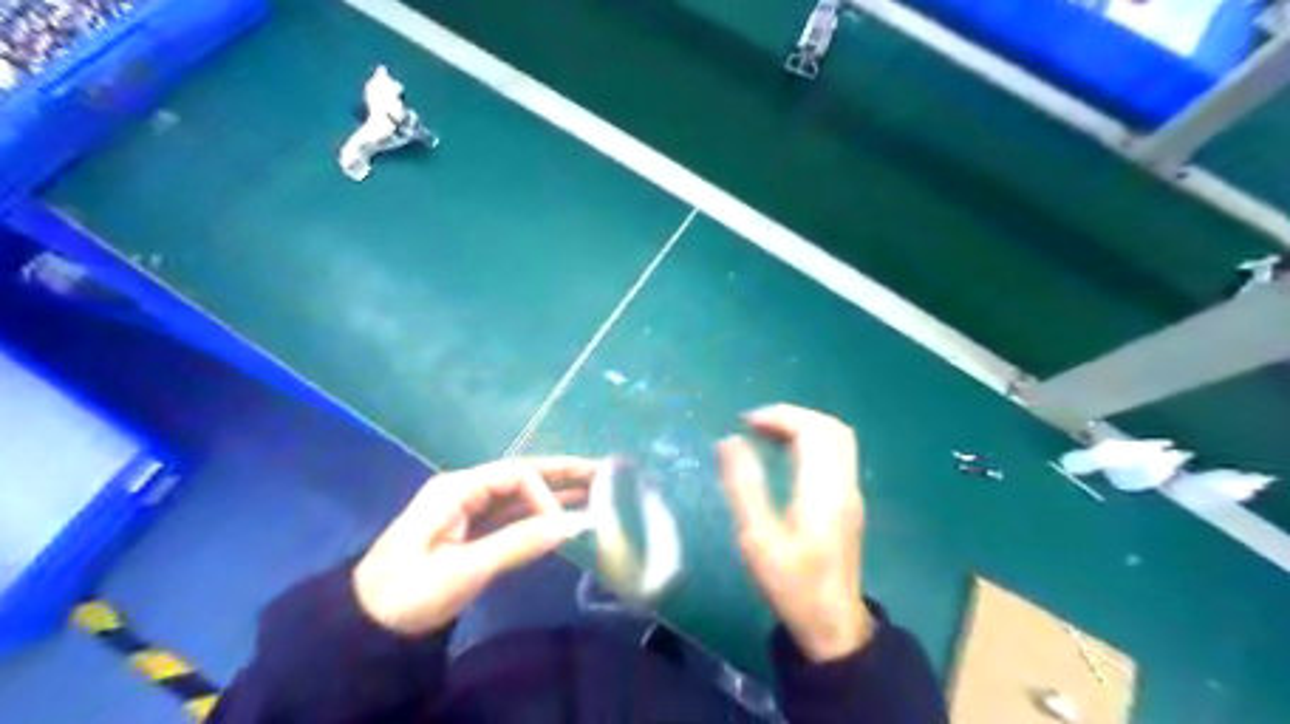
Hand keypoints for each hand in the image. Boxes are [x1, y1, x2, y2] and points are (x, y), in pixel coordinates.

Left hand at [350, 458, 594, 631]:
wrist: (366, 624)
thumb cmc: (410, 592)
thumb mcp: (464, 569)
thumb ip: (518, 544)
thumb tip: (570, 526)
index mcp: (458, 488)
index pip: (516, 476)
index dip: (545, 495)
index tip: (560, 527)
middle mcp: (466, 490)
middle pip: (523, 475)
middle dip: (562, 474)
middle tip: (603, 473)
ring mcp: (469, 510)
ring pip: (521, 495)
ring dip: (555, 493)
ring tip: (595, 490)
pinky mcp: (472, 531)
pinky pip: (513, 516)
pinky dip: (539, 515)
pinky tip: (565, 515)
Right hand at [711, 403, 871, 662]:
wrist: (832, 624)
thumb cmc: (792, 584)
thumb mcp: (757, 539)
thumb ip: (743, 486)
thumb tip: (728, 441)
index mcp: (823, 490)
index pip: (813, 430)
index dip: (780, 416)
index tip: (745, 422)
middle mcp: (843, 484)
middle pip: (830, 427)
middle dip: (792, 416)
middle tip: (755, 424)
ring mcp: (850, 492)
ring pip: (836, 438)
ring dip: (802, 426)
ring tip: (765, 434)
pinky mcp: (848, 501)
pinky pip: (835, 454)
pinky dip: (810, 441)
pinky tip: (784, 454)